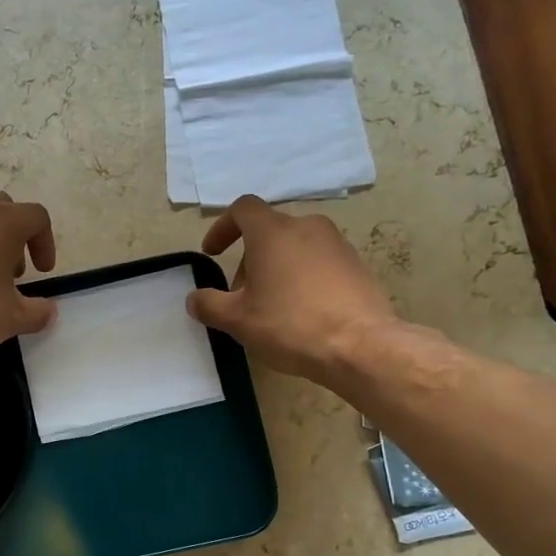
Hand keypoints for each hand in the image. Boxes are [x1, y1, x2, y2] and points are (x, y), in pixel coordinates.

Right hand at [187, 195, 401, 390]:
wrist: (360, 346)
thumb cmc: (290, 325)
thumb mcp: (237, 320)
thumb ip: (209, 304)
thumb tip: (195, 299)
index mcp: (273, 232)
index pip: (242, 209)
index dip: (222, 228)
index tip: (213, 253)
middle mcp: (307, 227)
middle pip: (269, 231)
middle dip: (249, 259)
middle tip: (241, 295)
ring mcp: (337, 245)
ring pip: (295, 247)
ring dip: (276, 269)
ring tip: (272, 307)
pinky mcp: (357, 266)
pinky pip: (319, 263)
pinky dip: (303, 279)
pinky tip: (302, 313)